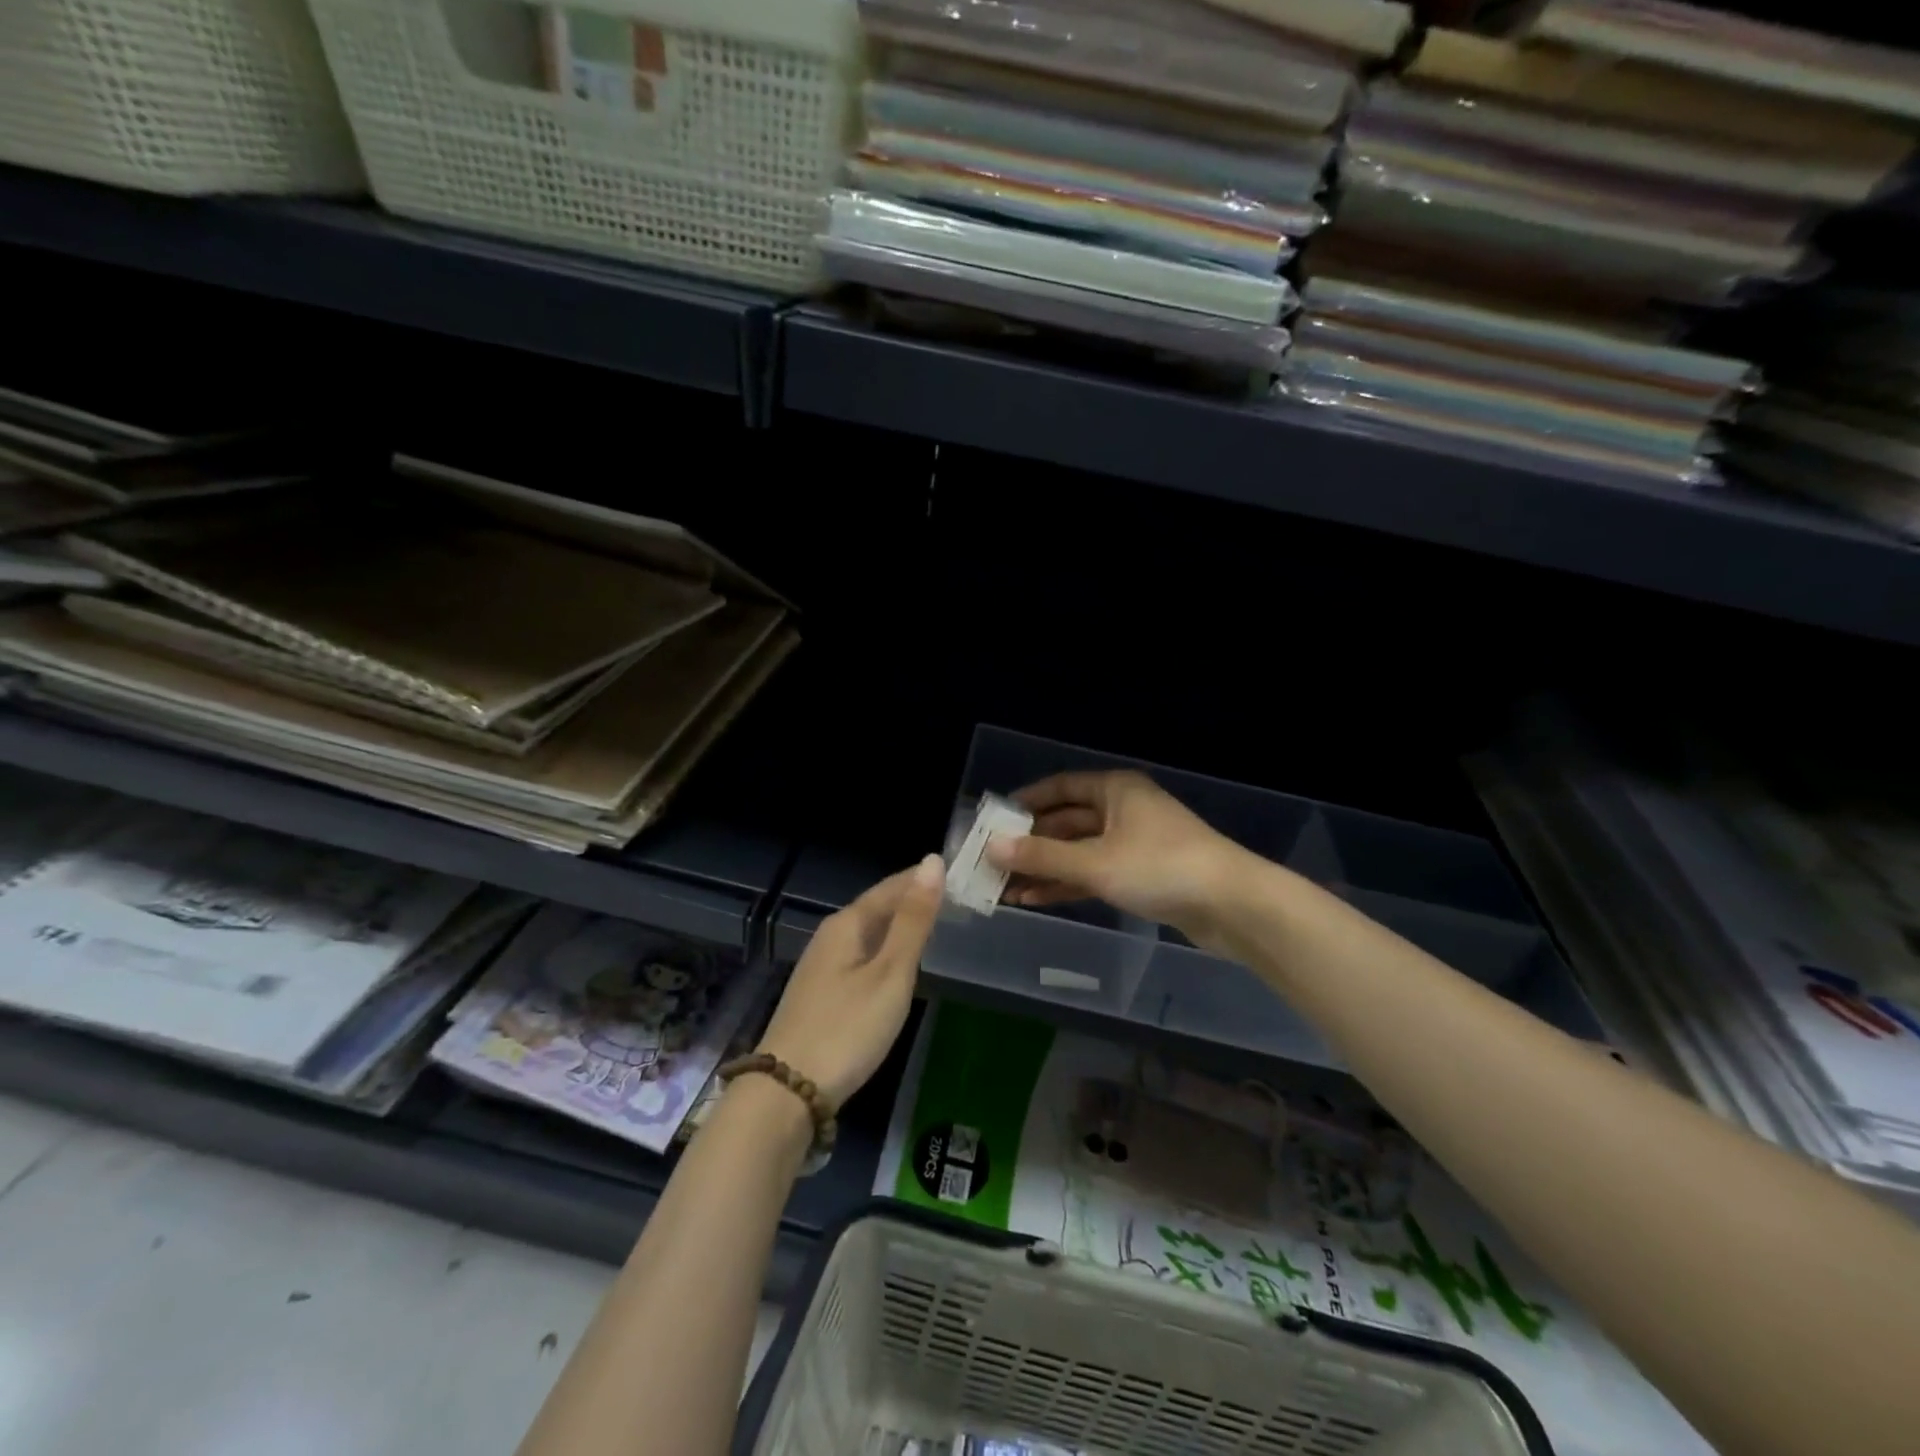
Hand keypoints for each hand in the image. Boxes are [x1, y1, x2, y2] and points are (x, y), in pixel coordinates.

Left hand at [755, 854, 942, 1108]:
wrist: (788, 1092)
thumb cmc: (848, 1028)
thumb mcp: (891, 974)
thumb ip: (913, 920)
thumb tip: (932, 862)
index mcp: (846, 924)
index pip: (890, 887)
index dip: (921, 878)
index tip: (956, 873)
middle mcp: (830, 937)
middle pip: (877, 908)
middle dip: (912, 900)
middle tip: (955, 898)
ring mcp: (822, 967)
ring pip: (869, 934)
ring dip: (900, 927)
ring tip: (935, 926)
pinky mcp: (822, 995)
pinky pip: (862, 958)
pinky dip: (887, 952)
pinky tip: (900, 966)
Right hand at [984, 771, 1248, 947]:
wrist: (1232, 905)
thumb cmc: (1161, 868)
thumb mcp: (1095, 862)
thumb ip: (1042, 856)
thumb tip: (991, 846)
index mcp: (1115, 790)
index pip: (1060, 788)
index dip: (1026, 802)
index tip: (993, 819)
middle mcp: (1122, 810)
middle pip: (1066, 822)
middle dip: (1031, 843)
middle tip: (992, 861)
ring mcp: (1133, 844)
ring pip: (1078, 852)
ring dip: (1045, 868)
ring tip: (1005, 887)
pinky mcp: (1142, 875)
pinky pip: (1094, 873)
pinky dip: (1067, 885)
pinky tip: (1035, 900)